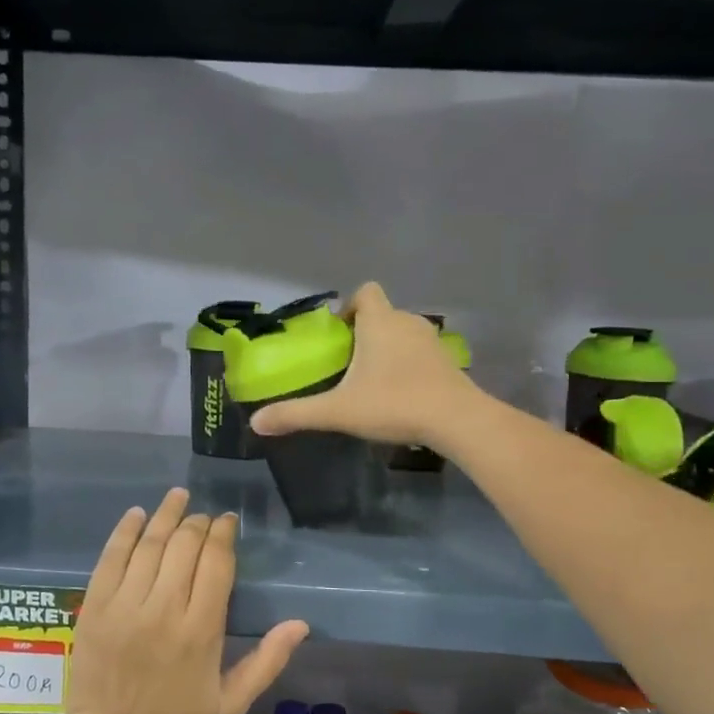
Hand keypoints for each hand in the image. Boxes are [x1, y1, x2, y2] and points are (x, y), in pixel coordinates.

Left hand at [61, 488, 308, 713]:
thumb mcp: (232, 703)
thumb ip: (268, 661)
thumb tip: (301, 624)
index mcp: (201, 630)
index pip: (216, 563)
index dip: (223, 534)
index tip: (228, 521)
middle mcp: (163, 609)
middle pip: (184, 546)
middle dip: (198, 523)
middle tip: (204, 516)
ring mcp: (125, 606)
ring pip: (149, 545)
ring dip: (166, 516)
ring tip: (178, 497)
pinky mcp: (94, 607)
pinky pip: (110, 558)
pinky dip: (125, 532)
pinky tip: (138, 515)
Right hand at [246, 282, 476, 447]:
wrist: (456, 420)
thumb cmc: (394, 404)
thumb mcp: (339, 411)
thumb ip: (297, 414)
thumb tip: (257, 422)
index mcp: (380, 322)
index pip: (365, 292)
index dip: (350, 306)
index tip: (339, 334)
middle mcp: (407, 322)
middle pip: (383, 314)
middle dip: (365, 333)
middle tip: (348, 364)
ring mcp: (432, 341)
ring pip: (403, 334)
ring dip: (388, 349)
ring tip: (372, 381)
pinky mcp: (448, 362)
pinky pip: (421, 353)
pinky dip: (409, 365)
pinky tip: (400, 394)